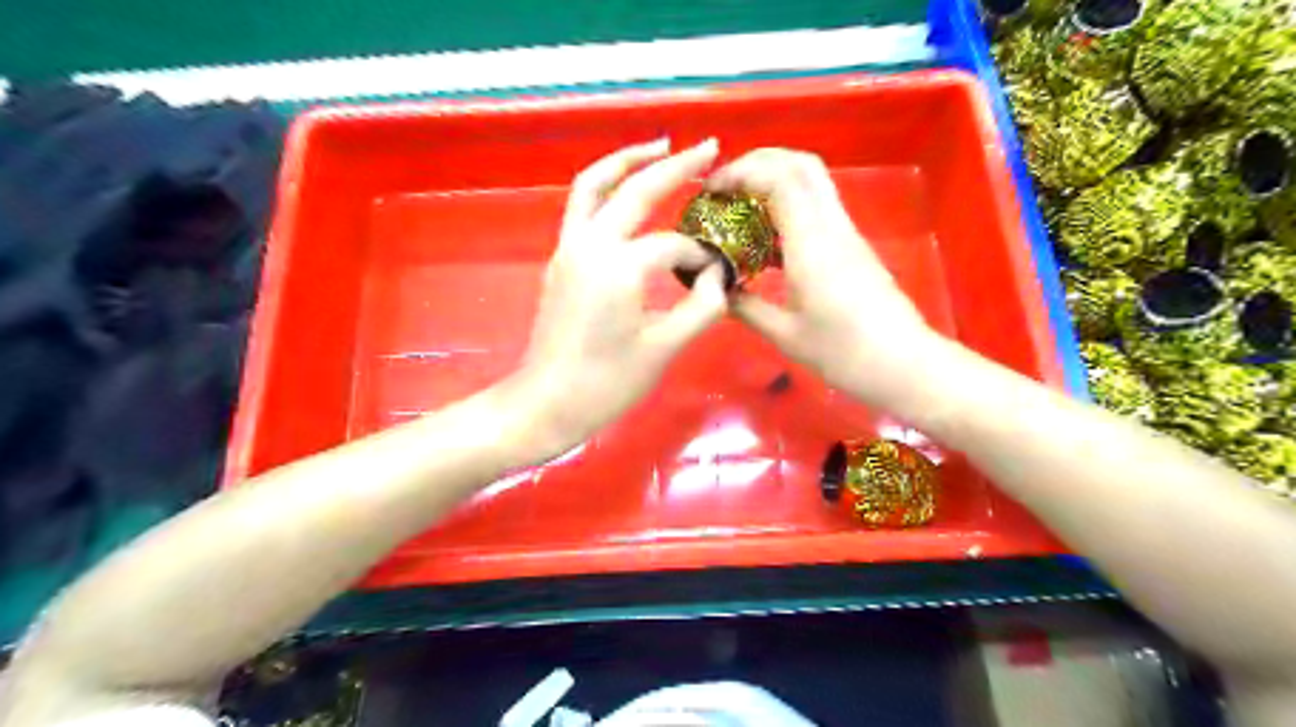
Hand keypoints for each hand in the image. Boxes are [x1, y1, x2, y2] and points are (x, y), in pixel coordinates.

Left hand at [512, 139, 728, 455]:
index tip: (718, 278)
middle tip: (708, 147)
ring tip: (660, 145)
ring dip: (628, 160)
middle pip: (635, 189)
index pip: (675, 246)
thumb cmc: (607, 384)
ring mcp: (568, 247)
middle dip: (675, 165)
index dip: (702, 259)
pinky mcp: (559, 257)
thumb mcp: (664, 349)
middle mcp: (590, 244)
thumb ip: (702, 308)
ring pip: (595, 184)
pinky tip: (628, 190)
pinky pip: (582, 206)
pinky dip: (607, 185)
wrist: (547, 402)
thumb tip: (718, 277)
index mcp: (620, 268)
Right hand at [704, 148, 938, 407]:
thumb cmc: (843, 352)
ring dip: (773, 180)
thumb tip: (717, 291)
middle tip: (725, 186)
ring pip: (812, 182)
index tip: (711, 191)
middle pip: (800, 164)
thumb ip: (747, 308)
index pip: (779, 179)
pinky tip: (766, 237)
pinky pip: (817, 207)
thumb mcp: (786, 335)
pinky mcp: (852, 246)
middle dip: (758, 163)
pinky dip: (787, 205)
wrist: (903, 364)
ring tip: (739, 206)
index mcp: (812, 243)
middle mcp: (832, 226)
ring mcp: (846, 233)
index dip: (741, 172)